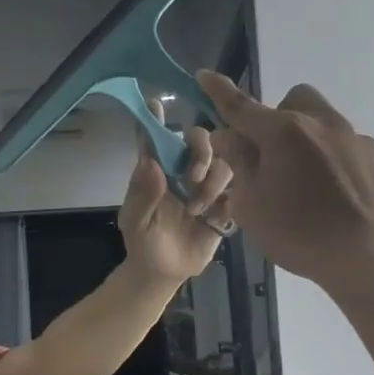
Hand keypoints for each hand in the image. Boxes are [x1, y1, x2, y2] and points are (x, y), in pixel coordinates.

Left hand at [118, 104, 234, 283]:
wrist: (165, 272)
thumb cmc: (143, 243)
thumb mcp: (136, 222)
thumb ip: (142, 195)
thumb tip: (151, 164)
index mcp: (156, 170)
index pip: (155, 137)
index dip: (155, 118)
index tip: (156, 102)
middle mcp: (182, 170)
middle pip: (200, 140)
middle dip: (202, 151)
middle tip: (193, 176)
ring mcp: (205, 186)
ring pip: (223, 162)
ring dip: (212, 182)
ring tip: (198, 210)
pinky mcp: (224, 203)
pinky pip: (238, 188)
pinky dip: (228, 199)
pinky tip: (215, 217)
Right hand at [197, 72, 373, 288]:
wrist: (371, 258)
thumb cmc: (300, 234)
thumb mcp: (252, 206)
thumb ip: (239, 164)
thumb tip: (228, 136)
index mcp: (283, 133)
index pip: (241, 106)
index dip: (219, 91)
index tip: (205, 77)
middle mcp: (322, 124)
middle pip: (294, 101)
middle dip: (278, 117)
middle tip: (272, 154)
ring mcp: (356, 139)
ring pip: (325, 123)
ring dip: (309, 140)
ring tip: (308, 183)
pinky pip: (349, 148)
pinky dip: (336, 162)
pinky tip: (337, 196)